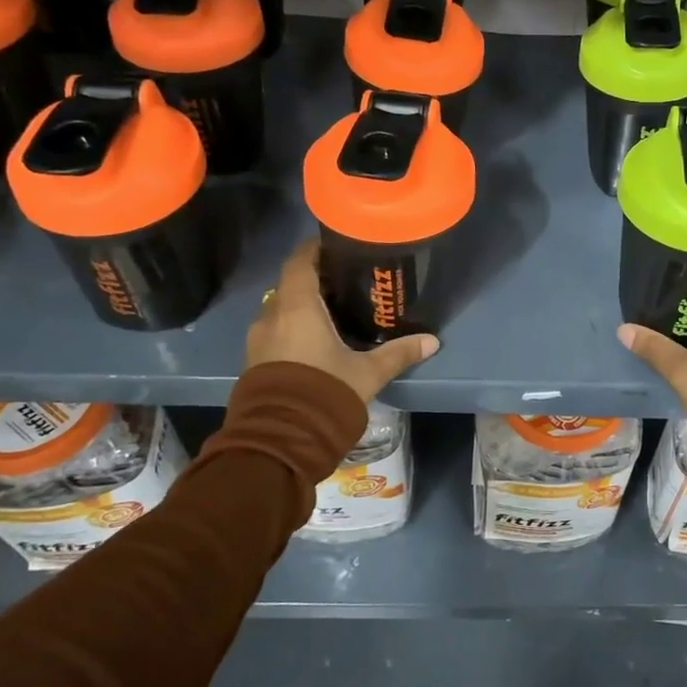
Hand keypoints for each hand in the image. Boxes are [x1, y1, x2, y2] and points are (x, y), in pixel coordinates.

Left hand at [245, 240, 439, 401]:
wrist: (280, 440)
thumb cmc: (325, 392)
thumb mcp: (368, 373)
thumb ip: (398, 353)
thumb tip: (432, 341)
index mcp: (297, 307)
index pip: (300, 262)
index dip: (315, 250)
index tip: (336, 246)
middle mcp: (272, 316)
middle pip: (290, 285)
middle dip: (313, 280)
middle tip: (343, 282)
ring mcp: (258, 340)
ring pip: (280, 311)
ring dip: (301, 308)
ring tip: (331, 313)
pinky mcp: (254, 362)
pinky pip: (274, 333)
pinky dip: (292, 329)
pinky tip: (314, 342)